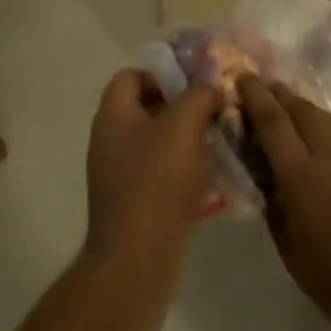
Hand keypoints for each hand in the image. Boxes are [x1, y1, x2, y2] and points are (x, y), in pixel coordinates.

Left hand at [86, 70, 220, 269]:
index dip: (163, 74)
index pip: (131, 76)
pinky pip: (161, 173)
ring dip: (187, 140)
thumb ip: (199, 95)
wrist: (138, 257)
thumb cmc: (157, 182)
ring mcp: (120, 174)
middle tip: (216, 113)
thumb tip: (209, 86)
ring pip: (157, 143)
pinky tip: (210, 177)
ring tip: (220, 143)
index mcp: (113, 116)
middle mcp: (110, 141)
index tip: (196, 86)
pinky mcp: (134, 202)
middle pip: (147, 109)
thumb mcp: (184, 126)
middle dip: (183, 108)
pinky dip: (184, 170)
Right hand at [238, 76, 330, 330]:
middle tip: (264, 86)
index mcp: (303, 176)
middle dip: (280, 94)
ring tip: (293, 108)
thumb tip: (271, 187)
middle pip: (302, 110)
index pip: (272, 123)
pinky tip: (330, 140)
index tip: (242, 77)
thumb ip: (278, 212)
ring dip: (307, 110)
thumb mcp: (294, 255)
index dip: (255, 96)